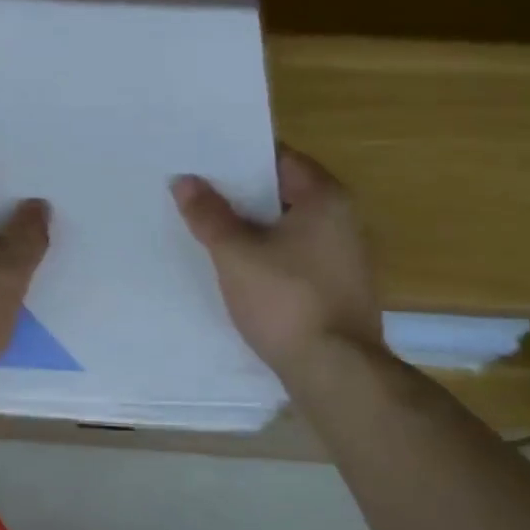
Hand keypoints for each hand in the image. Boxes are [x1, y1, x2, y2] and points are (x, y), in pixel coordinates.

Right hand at [171, 146, 386, 378]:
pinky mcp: (338, 288)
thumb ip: (209, 215)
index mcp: (326, 199)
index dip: (241, 158)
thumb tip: (184, 181)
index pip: (281, 159)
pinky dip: (268, 255)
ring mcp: (345, 257)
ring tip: (210, 228)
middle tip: (198, 194)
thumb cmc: (285, 300)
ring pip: (289, 228)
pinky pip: (296, 256)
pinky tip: (238, 267)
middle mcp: (344, 220)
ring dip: (254, 228)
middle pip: (284, 193)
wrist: (334, 370)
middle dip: (242, 195)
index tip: (205, 162)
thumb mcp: (235, 254)